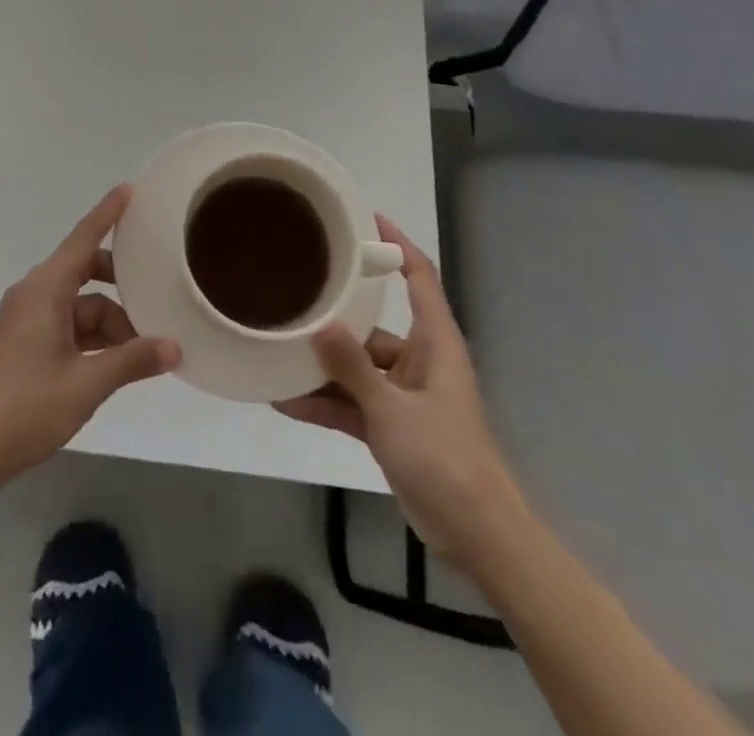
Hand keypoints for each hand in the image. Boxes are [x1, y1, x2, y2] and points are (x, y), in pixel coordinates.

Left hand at [0, 186, 180, 485]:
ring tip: (145, 350)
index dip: (107, 213)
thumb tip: (175, 347)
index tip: (130, 190)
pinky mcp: (26, 343)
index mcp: (45, 289)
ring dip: (111, 324)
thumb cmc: (26, 406)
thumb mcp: (87, 383)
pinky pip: (69, 326)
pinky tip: (118, 362)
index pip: (82, 239)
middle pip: (85, 272)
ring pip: (81, 306)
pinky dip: (94, 339)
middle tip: (156, 294)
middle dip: (121, 285)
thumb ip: (132, 361)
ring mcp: (28, 319)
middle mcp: (35, 294)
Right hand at [275, 217, 527, 568]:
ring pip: (357, 367)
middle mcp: (420, 361)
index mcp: (435, 343)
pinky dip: (324, 402)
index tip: (366, 217)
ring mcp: (404, 395)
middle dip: (335, 315)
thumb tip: (319, 323)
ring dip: (322, 366)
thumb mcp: (392, 409)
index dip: (397, 245)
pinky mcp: (392, 426)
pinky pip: (352, 402)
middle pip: (374, 325)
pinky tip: (283, 399)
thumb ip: (353, 367)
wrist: (477, 535)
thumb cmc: (445, 457)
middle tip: (293, 291)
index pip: (420, 278)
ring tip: (276, 349)